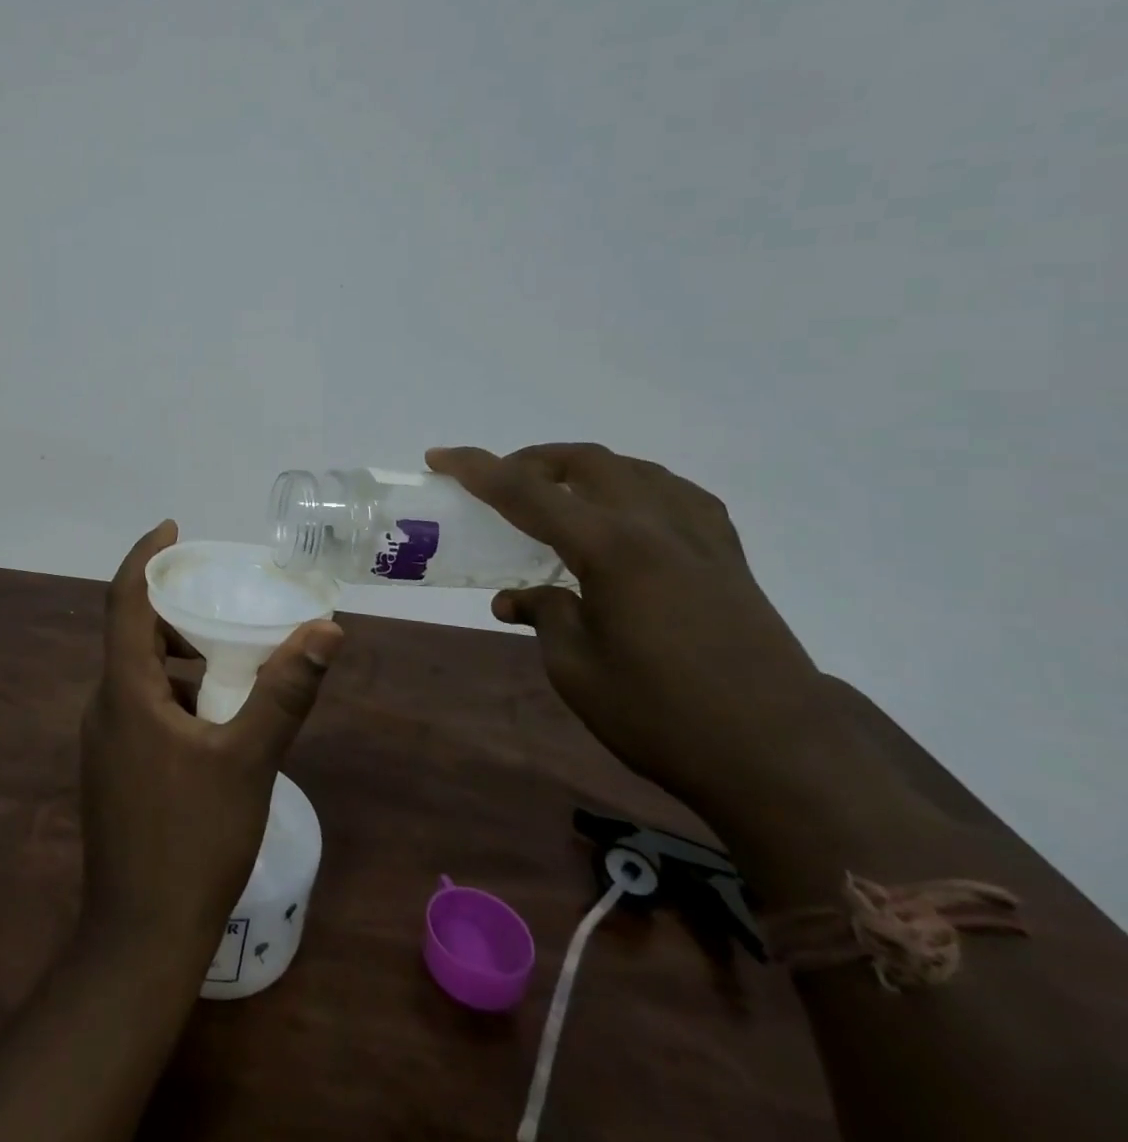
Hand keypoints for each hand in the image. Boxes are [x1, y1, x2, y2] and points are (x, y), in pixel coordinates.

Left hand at [80, 521, 343, 961]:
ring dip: (177, 654)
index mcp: (125, 691)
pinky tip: (215, 718)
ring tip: (228, 656)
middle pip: (131, 632)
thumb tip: (325, 631)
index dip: (146, 556)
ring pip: (138, 673)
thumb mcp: (248, 760)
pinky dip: (174, 691)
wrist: (140, 938)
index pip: (124, 600)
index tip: (173, 528)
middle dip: (172, 607)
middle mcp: (105, 706)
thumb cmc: (192, 840)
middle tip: (217, 596)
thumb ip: (285, 692)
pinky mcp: (114, 768)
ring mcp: (104, 741)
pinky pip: (140, 706)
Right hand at [426, 444, 821, 815]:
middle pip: (586, 462)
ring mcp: (702, 539)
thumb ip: (544, 616)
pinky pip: (677, 496)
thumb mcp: (576, 671)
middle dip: (532, 461)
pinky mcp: (731, 560)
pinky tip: (628, 516)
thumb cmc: (663, 719)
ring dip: (585, 470)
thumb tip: (518, 598)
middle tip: (499, 484)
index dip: (476, 469)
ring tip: (558, 497)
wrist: (785, 765)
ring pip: (635, 470)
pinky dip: (637, 489)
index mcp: (611, 548)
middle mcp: (656, 526)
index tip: (439, 457)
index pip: (527, 491)